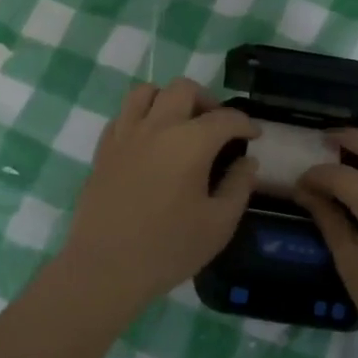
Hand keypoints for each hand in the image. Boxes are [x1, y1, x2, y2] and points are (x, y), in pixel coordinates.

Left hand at [59, 78, 260, 316]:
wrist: (105, 268)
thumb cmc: (168, 248)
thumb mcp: (218, 224)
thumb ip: (238, 187)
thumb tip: (248, 162)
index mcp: (190, 142)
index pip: (225, 118)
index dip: (245, 124)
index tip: (254, 136)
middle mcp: (157, 127)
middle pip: (183, 89)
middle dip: (206, 100)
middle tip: (216, 126)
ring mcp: (125, 135)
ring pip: (146, 92)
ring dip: (167, 99)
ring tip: (178, 124)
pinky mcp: (103, 150)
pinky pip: (122, 116)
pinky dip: (139, 117)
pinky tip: (148, 141)